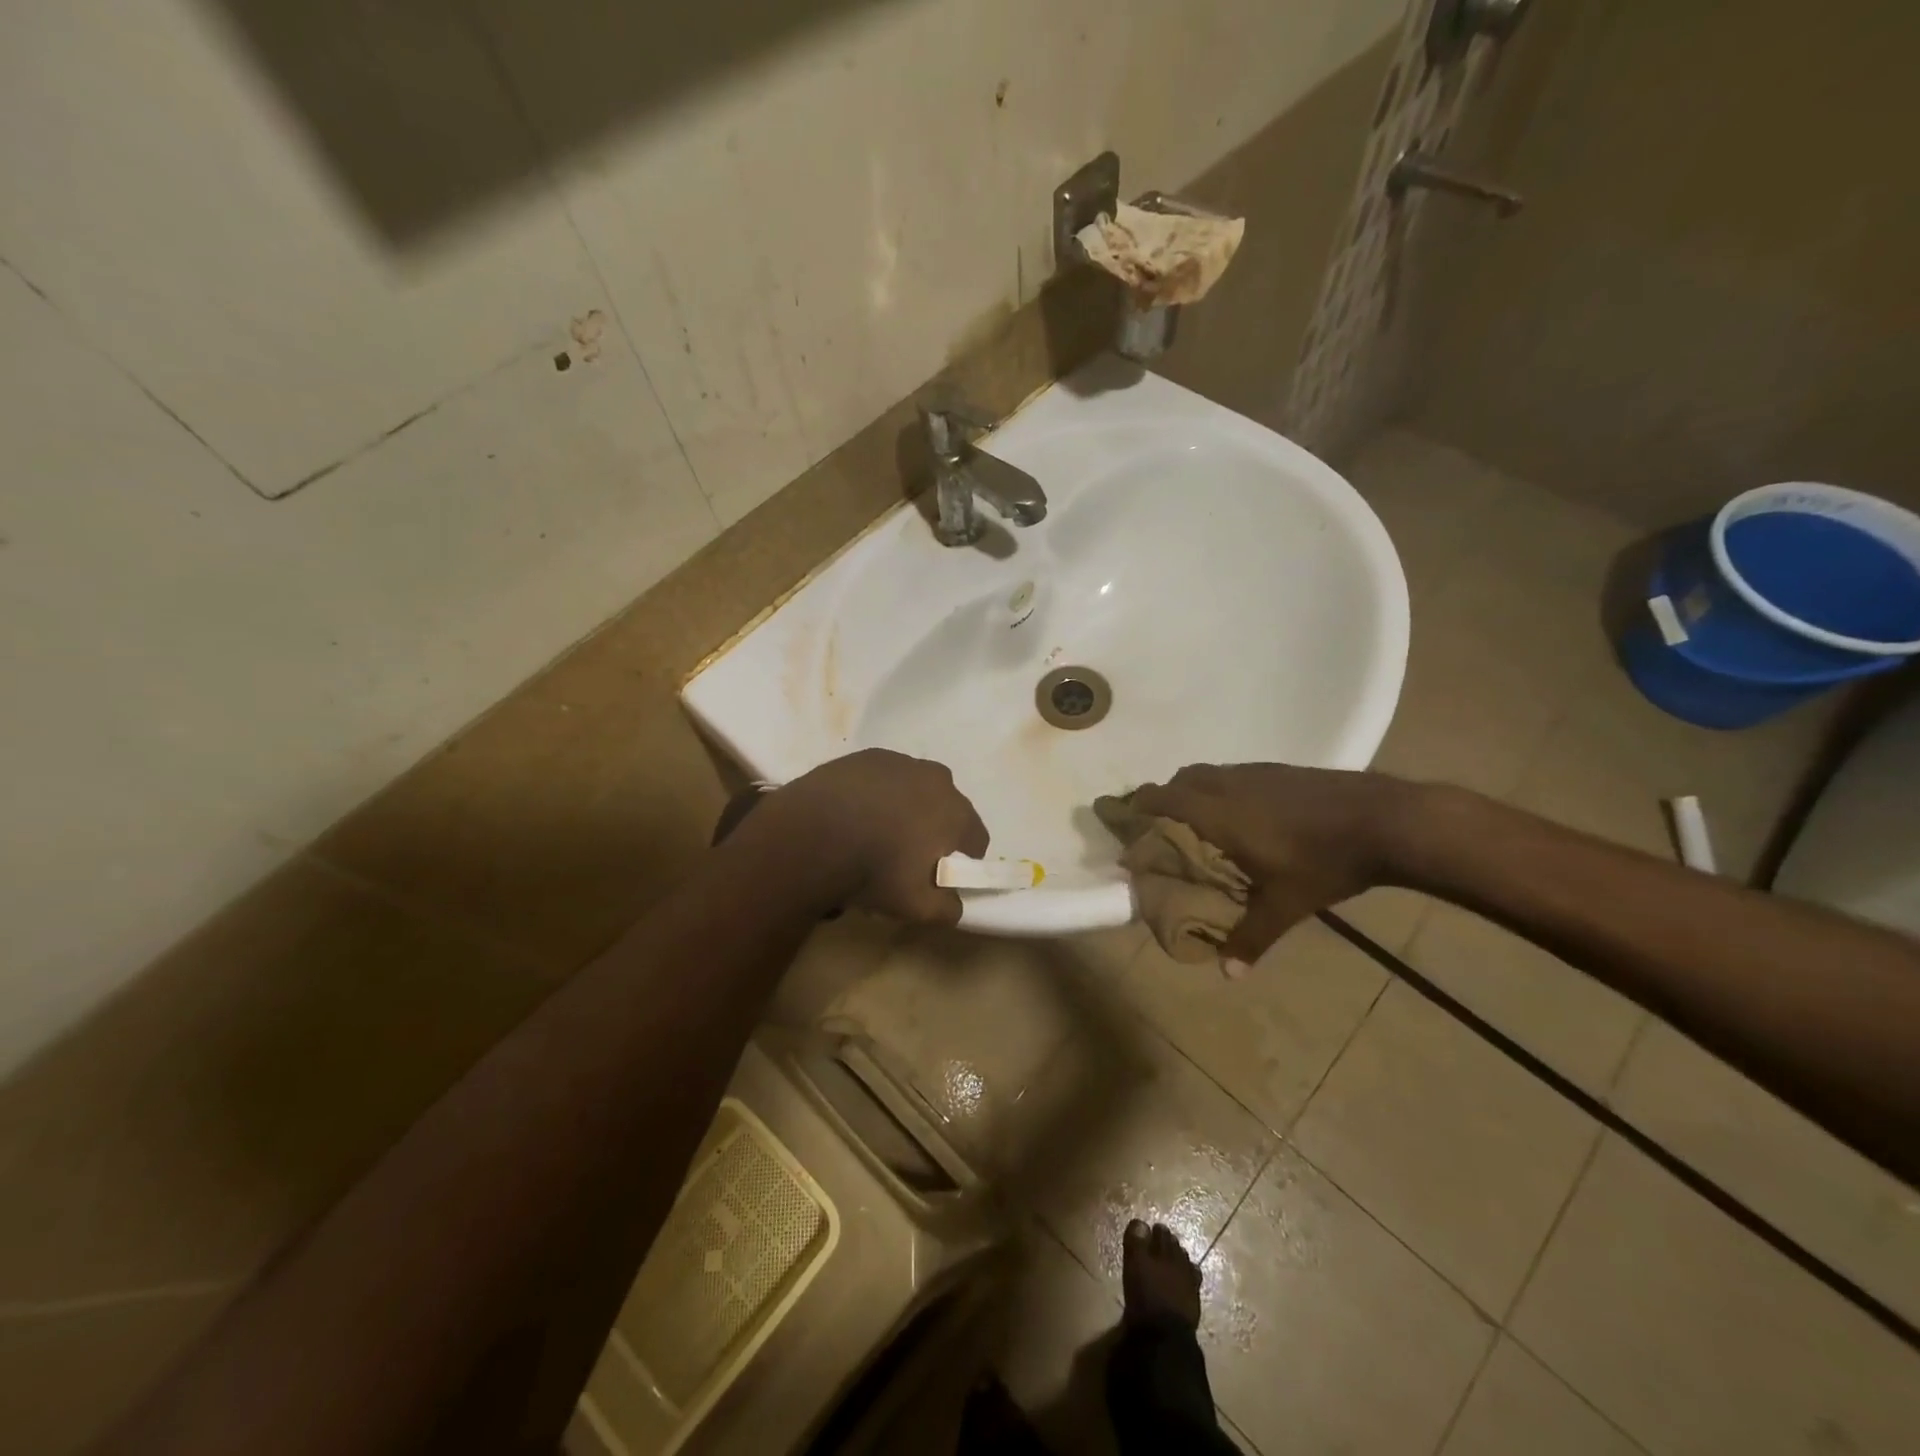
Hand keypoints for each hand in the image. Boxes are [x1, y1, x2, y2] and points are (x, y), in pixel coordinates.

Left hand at [756, 749, 988, 924]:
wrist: (813, 833)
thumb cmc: (874, 870)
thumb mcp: (917, 908)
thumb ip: (947, 909)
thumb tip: (954, 904)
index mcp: (957, 812)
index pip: (977, 839)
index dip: (963, 861)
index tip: (939, 876)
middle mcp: (936, 779)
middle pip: (947, 808)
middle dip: (934, 829)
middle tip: (905, 856)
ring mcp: (900, 762)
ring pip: (914, 789)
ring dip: (905, 808)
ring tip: (874, 834)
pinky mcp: (866, 756)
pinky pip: (883, 778)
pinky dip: (876, 794)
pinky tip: (852, 814)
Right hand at [1131, 763, 1413, 964]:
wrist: (1385, 819)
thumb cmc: (1324, 862)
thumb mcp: (1286, 905)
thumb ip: (1251, 936)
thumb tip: (1228, 975)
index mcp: (1218, 812)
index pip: (1162, 798)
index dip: (1138, 804)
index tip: (1124, 818)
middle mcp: (1229, 785)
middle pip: (1181, 779)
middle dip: (1165, 797)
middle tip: (1163, 825)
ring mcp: (1257, 772)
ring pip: (1209, 773)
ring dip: (1195, 791)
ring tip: (1201, 821)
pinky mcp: (1281, 770)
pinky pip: (1235, 774)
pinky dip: (1224, 789)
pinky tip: (1247, 815)